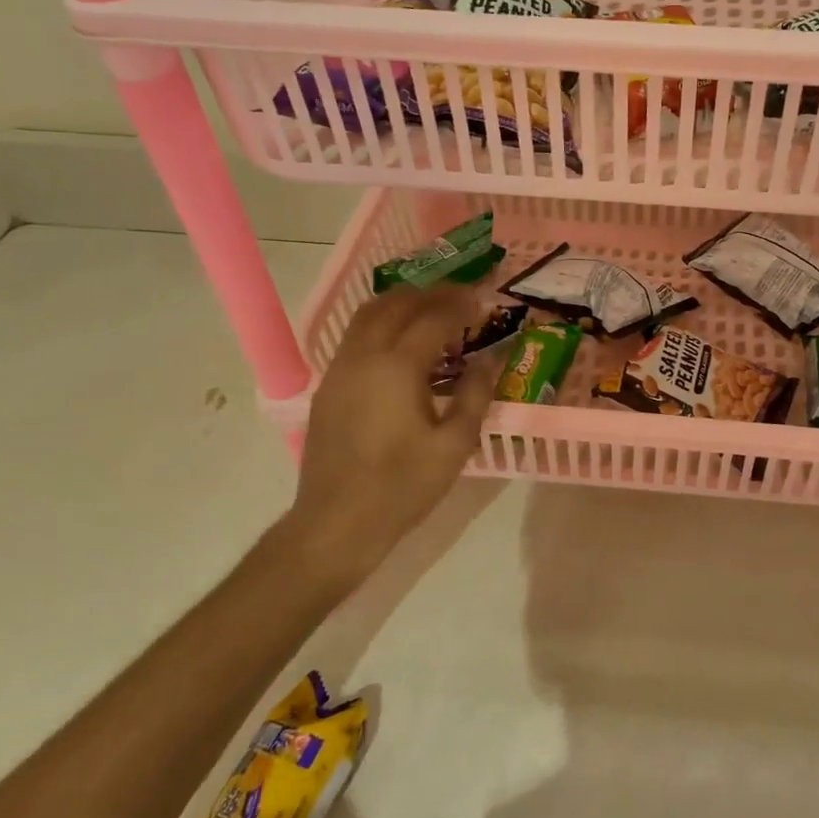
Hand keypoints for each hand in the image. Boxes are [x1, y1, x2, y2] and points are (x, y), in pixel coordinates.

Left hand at [284, 287, 497, 586]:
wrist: (336, 523)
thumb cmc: (403, 486)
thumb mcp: (455, 444)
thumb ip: (475, 394)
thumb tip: (490, 359)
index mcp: (397, 366)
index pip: (434, 317)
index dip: (462, 305)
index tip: (486, 300)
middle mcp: (364, 355)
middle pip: (397, 304)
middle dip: (432, 295)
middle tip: (462, 299)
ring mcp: (340, 368)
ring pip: (369, 314)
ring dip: (403, 304)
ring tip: (432, 312)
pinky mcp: (328, 385)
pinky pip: (356, 336)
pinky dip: (383, 324)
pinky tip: (402, 345)